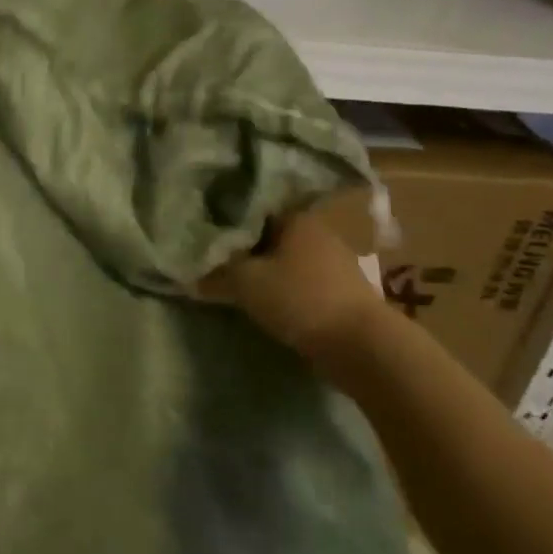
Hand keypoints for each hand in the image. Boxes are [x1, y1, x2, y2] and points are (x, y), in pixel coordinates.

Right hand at [200, 204, 389, 369]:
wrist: (364, 347)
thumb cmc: (300, 299)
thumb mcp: (245, 282)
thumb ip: (215, 271)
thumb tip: (188, 269)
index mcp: (294, 216)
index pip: (251, 207)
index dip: (225, 218)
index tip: (203, 230)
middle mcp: (316, 230)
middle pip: (268, 232)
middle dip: (243, 244)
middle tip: (214, 257)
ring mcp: (334, 260)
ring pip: (285, 256)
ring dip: (264, 267)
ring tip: (235, 280)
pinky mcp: (342, 289)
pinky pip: (301, 279)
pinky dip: (283, 285)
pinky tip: (266, 298)